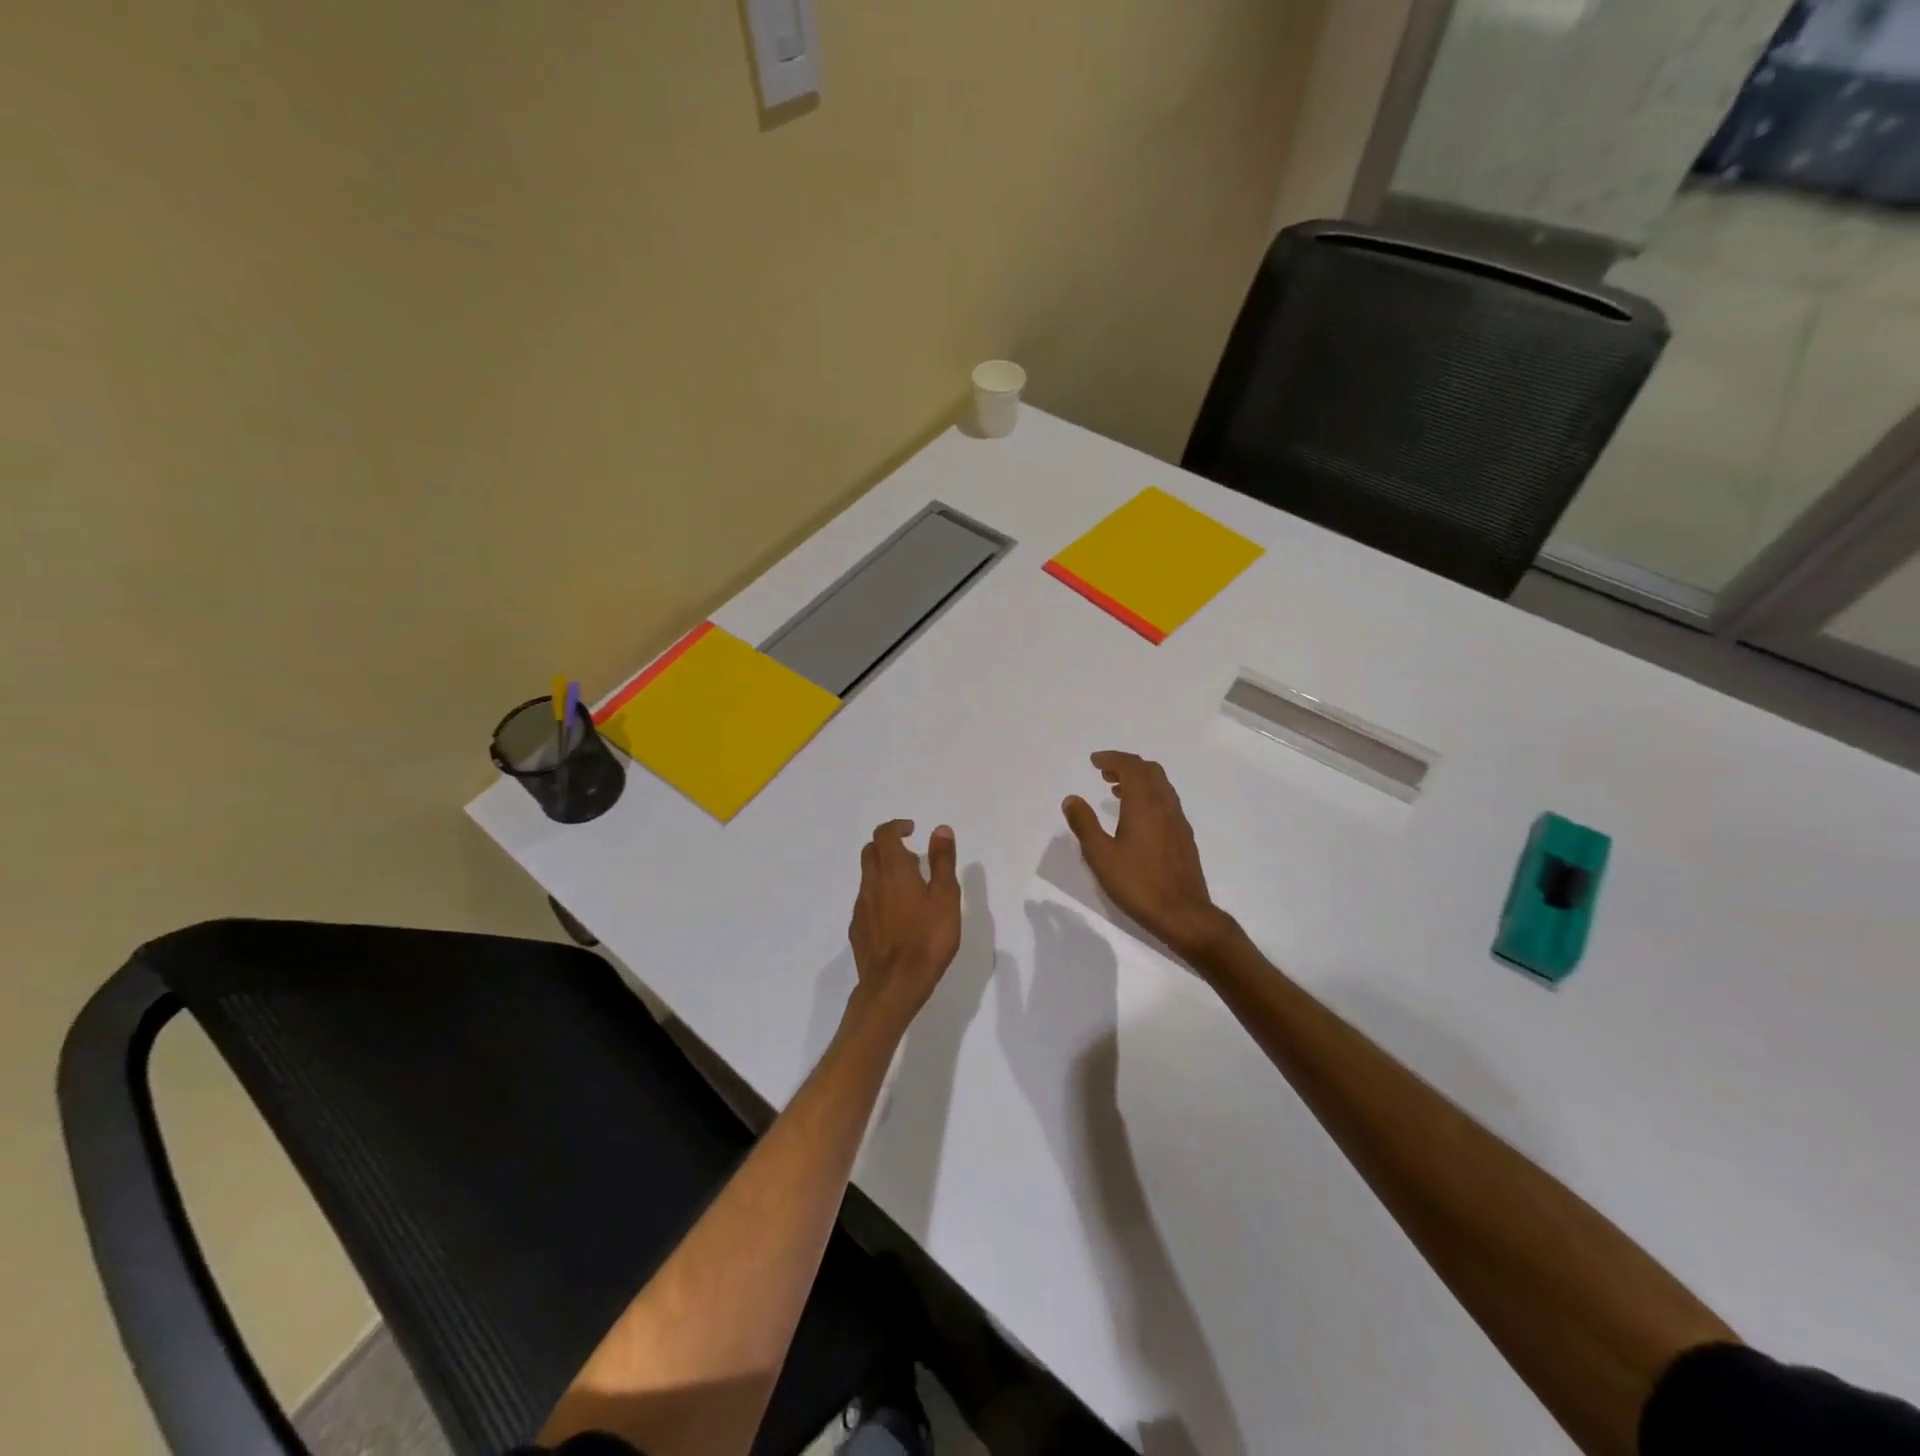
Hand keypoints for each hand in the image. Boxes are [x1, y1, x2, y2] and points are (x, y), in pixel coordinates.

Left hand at [846, 820, 962, 1033]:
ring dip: (884, 872)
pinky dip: (879, 895)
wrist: (894, 985)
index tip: (913, 830)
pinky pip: (866, 901)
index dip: (897, 827)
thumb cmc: (927, 939)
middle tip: (912, 857)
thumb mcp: (945, 898)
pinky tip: (896, 915)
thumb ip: (942, 862)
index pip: (884, 834)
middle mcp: (871, 883)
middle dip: (888, 846)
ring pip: (868, 877)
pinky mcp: (857, 929)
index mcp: (893, 870)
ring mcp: (861, 907)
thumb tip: (940, 829)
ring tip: (910, 888)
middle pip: (871, 852)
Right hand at [1062, 751, 1235, 964]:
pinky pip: (1166, 802)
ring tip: (1117, 791)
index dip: (1112, 759)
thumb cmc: (1138, 884)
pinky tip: (1137, 818)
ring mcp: (1178, 821)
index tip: (1094, 761)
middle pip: (1150, 771)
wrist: (1184, 914)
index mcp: (1145, 804)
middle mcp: (1165, 806)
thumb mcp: (1101, 856)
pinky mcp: (1184, 837)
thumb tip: (1072, 799)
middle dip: (1127, 765)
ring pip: (1161, 786)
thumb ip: (1085, 824)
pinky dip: (1149, 796)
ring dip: (1139, 780)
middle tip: (1104, 772)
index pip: (1131, 766)